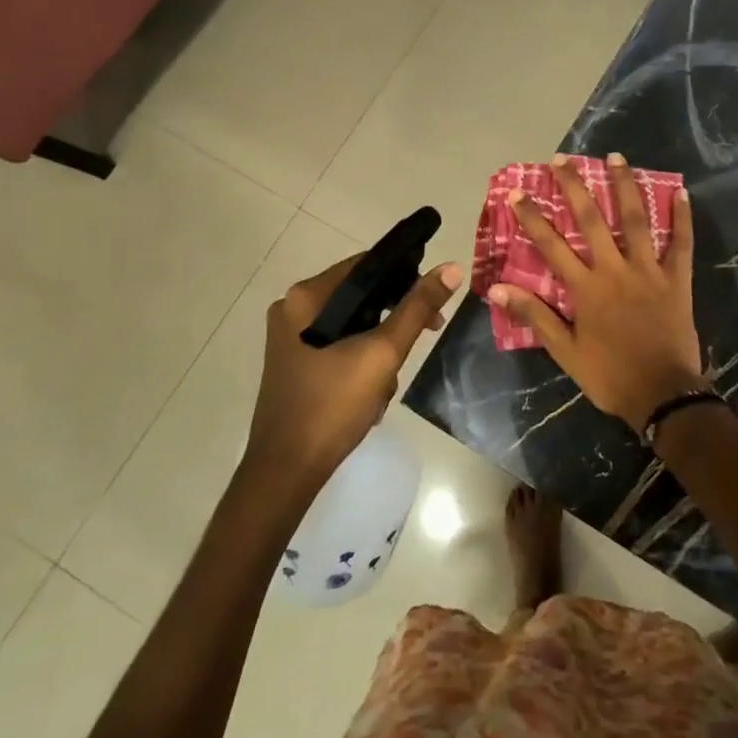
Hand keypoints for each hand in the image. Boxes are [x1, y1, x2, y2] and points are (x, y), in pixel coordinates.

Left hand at [247, 254, 461, 484]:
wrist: (287, 471)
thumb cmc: (332, 405)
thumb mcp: (382, 353)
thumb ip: (417, 308)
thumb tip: (450, 268)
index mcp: (305, 297)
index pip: (365, 265)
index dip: (405, 276)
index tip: (434, 301)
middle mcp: (293, 310)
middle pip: (360, 296)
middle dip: (394, 321)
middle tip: (426, 335)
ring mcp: (291, 339)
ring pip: (354, 325)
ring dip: (379, 350)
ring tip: (386, 384)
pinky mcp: (296, 365)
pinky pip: (339, 347)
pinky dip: (361, 364)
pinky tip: (370, 395)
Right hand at [488, 153, 702, 431]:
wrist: (663, 394)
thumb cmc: (610, 375)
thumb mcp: (565, 351)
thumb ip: (534, 315)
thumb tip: (496, 289)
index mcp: (585, 288)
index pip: (551, 246)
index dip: (532, 218)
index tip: (518, 193)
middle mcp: (615, 270)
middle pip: (591, 221)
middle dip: (574, 187)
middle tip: (561, 160)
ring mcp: (649, 271)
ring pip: (636, 220)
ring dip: (624, 186)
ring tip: (616, 157)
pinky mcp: (677, 280)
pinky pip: (681, 243)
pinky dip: (681, 217)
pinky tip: (681, 192)